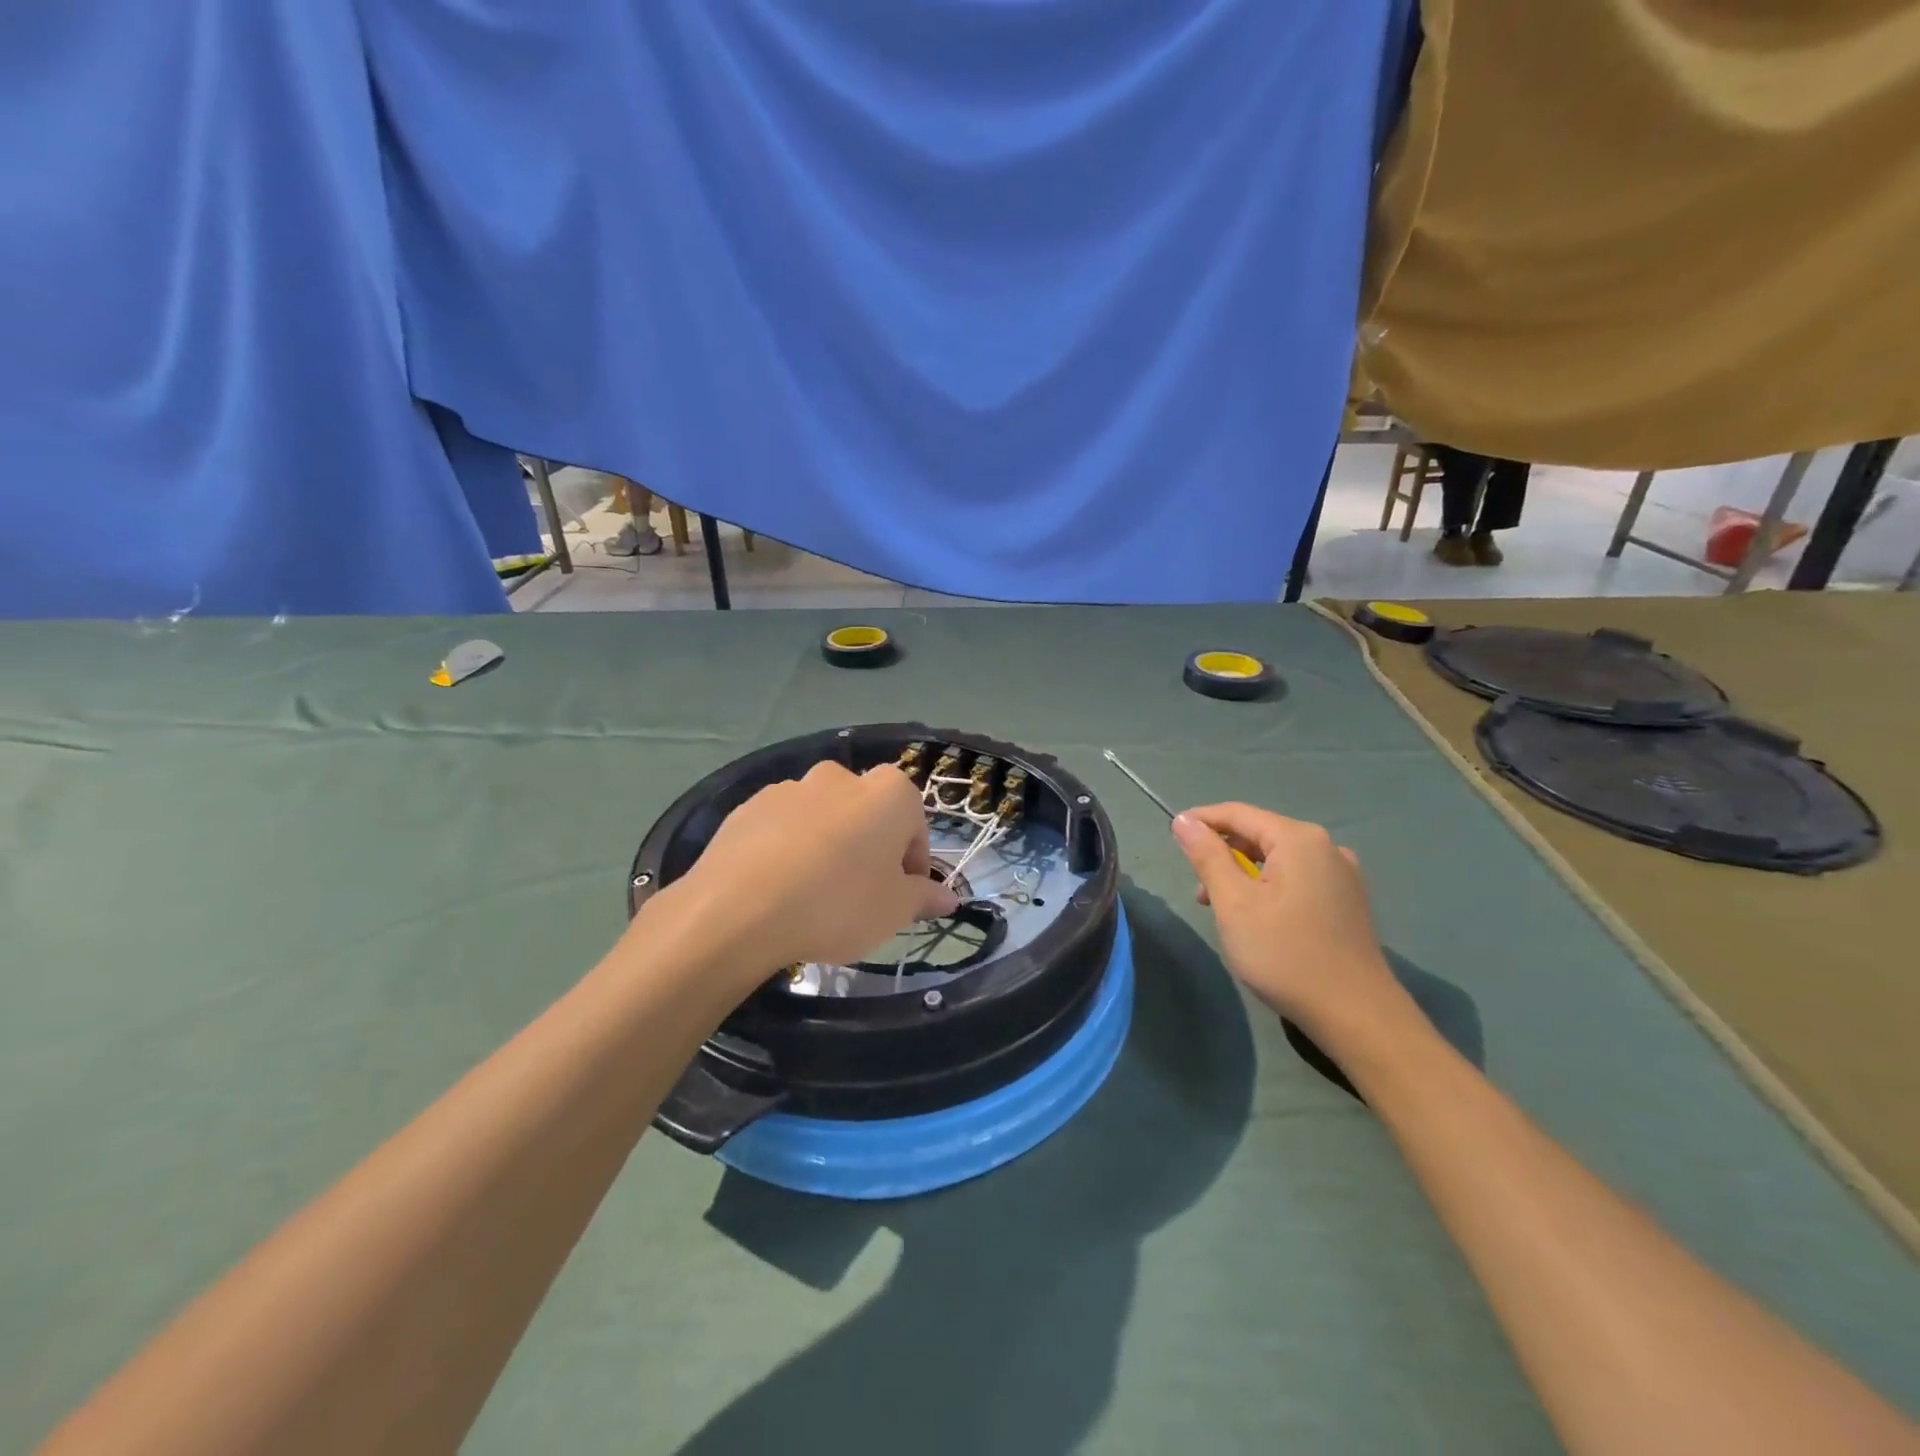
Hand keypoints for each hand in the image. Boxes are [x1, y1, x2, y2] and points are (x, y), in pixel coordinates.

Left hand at [668, 762, 957, 979]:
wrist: (737, 910)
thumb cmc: (837, 904)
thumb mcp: (894, 910)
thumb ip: (924, 897)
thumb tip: (948, 897)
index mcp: (888, 793)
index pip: (914, 825)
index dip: (911, 864)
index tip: (900, 897)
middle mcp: (840, 777)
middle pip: (867, 814)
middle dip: (869, 847)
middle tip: (859, 894)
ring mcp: (790, 788)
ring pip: (823, 818)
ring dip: (827, 845)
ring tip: (812, 893)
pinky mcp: (749, 806)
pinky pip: (782, 827)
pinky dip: (788, 849)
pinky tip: (777, 888)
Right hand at [1172, 804, 1415, 1048]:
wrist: (1356, 1015)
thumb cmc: (1286, 955)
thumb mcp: (1234, 904)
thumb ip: (1207, 856)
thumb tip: (1184, 821)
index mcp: (1299, 840)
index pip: (1238, 813)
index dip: (1201, 821)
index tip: (1171, 835)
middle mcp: (1326, 847)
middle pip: (1260, 834)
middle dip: (1222, 853)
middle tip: (1198, 888)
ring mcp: (1342, 874)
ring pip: (1278, 859)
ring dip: (1243, 874)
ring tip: (1222, 909)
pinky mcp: (1347, 900)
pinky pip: (1297, 878)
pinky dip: (1269, 887)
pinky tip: (1258, 918)